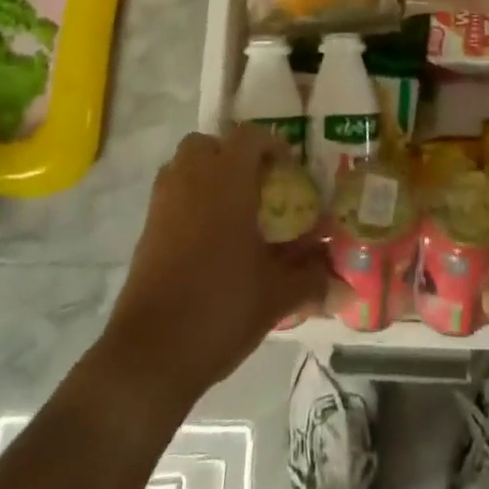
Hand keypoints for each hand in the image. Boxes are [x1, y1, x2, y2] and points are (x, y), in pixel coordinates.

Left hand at [103, 128, 328, 406]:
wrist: (151, 353)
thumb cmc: (222, 307)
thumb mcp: (277, 294)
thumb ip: (311, 278)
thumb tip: (343, 282)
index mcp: (227, 179)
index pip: (249, 136)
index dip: (272, 145)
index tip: (289, 170)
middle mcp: (191, 179)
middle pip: (208, 144)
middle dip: (232, 156)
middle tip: (257, 186)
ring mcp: (163, 203)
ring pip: (184, 166)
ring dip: (207, 176)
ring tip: (232, 211)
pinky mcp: (146, 229)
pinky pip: (171, 196)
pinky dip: (189, 202)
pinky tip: (208, 240)